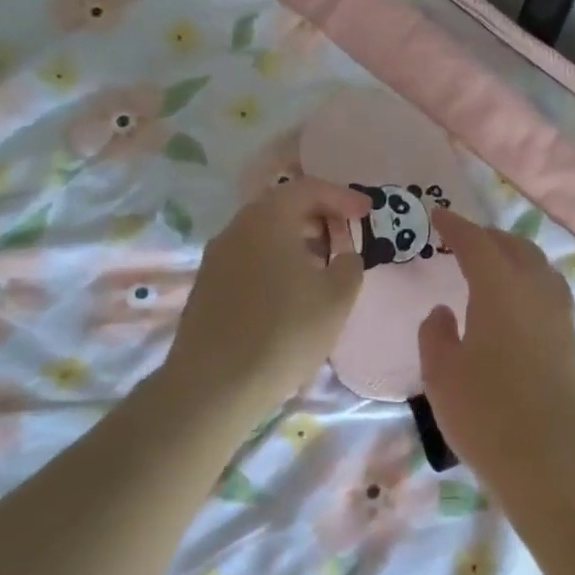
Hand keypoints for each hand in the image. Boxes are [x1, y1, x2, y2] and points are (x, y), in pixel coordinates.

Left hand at [165, 178, 369, 410]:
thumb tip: (344, 255)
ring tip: (323, 266)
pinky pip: (249, 258)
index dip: (343, 197)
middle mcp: (237, 228)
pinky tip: (291, 292)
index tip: (367, 212)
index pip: (310, 189)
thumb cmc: (285, 331)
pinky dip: (276, 261)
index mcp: (268, 218)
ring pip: (264, 234)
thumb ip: (350, 265)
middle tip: (345, 235)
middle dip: (319, 217)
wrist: (214, 385)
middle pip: (282, 207)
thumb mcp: (337, 297)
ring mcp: (216, 257)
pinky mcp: (207, 286)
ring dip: (296, 241)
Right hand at [418, 211, 574, 509]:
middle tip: (464, 240)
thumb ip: (436, 334)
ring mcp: (559, 316)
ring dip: (514, 256)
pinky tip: (517, 302)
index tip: (438, 216)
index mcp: (500, 289)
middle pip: (514, 248)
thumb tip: (443, 310)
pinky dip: (530, 280)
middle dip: (488, 237)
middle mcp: (535, 292)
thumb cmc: (487, 414)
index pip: (477, 244)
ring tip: (493, 265)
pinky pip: (549, 291)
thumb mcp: (442, 374)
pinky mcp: (571, 341)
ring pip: (538, 267)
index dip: (456, 226)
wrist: (552, 462)